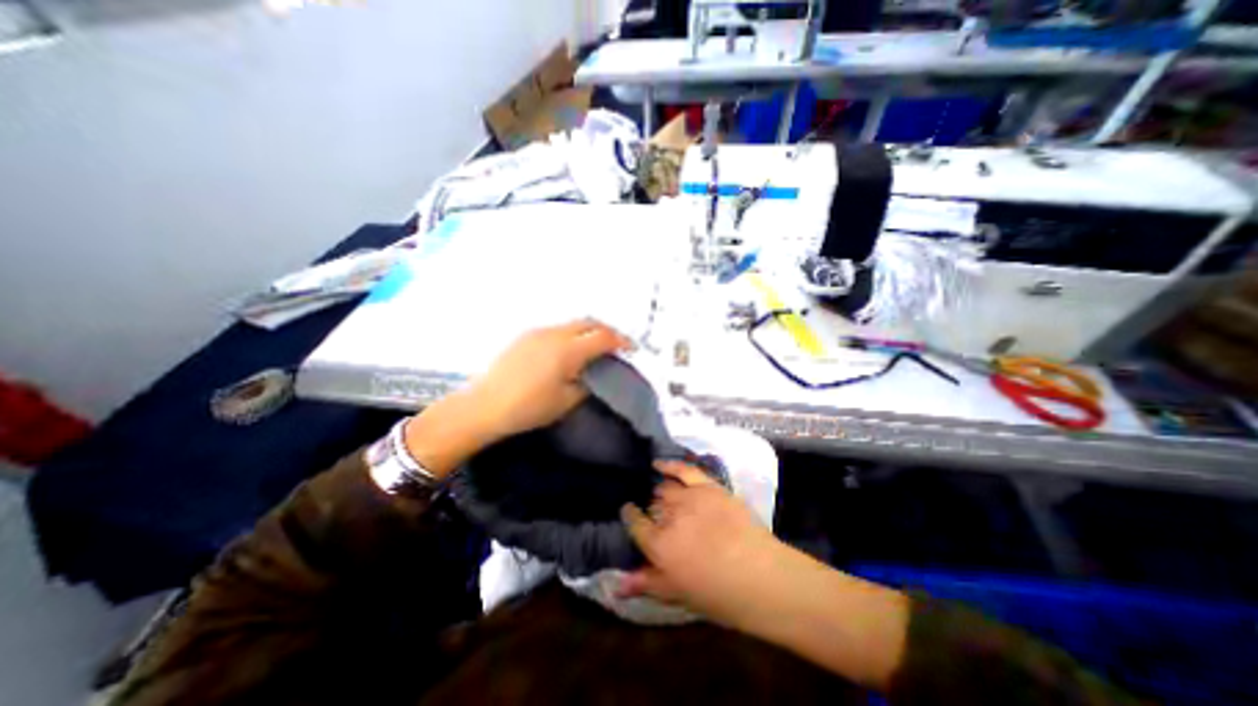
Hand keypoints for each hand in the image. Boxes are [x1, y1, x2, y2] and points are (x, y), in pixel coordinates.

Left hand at [463, 320, 627, 439]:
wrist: (484, 406)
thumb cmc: (529, 407)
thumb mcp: (566, 401)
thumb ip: (586, 384)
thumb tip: (593, 375)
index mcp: (568, 350)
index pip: (603, 337)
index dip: (621, 341)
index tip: (631, 349)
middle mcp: (555, 334)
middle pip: (589, 323)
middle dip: (606, 331)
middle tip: (615, 346)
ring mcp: (538, 332)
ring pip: (571, 324)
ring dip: (587, 332)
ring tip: (593, 348)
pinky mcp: (525, 336)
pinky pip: (556, 329)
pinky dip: (570, 335)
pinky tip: (567, 351)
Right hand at [617, 463, 782, 629]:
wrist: (760, 576)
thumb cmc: (718, 594)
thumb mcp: (677, 594)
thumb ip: (646, 582)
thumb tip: (617, 584)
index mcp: (658, 544)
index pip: (635, 523)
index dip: (630, 516)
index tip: (628, 511)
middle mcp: (669, 516)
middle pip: (653, 505)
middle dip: (651, 509)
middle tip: (657, 516)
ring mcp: (689, 497)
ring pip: (666, 488)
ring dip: (661, 491)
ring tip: (662, 495)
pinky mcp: (708, 486)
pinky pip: (684, 470)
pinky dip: (670, 465)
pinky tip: (659, 463)